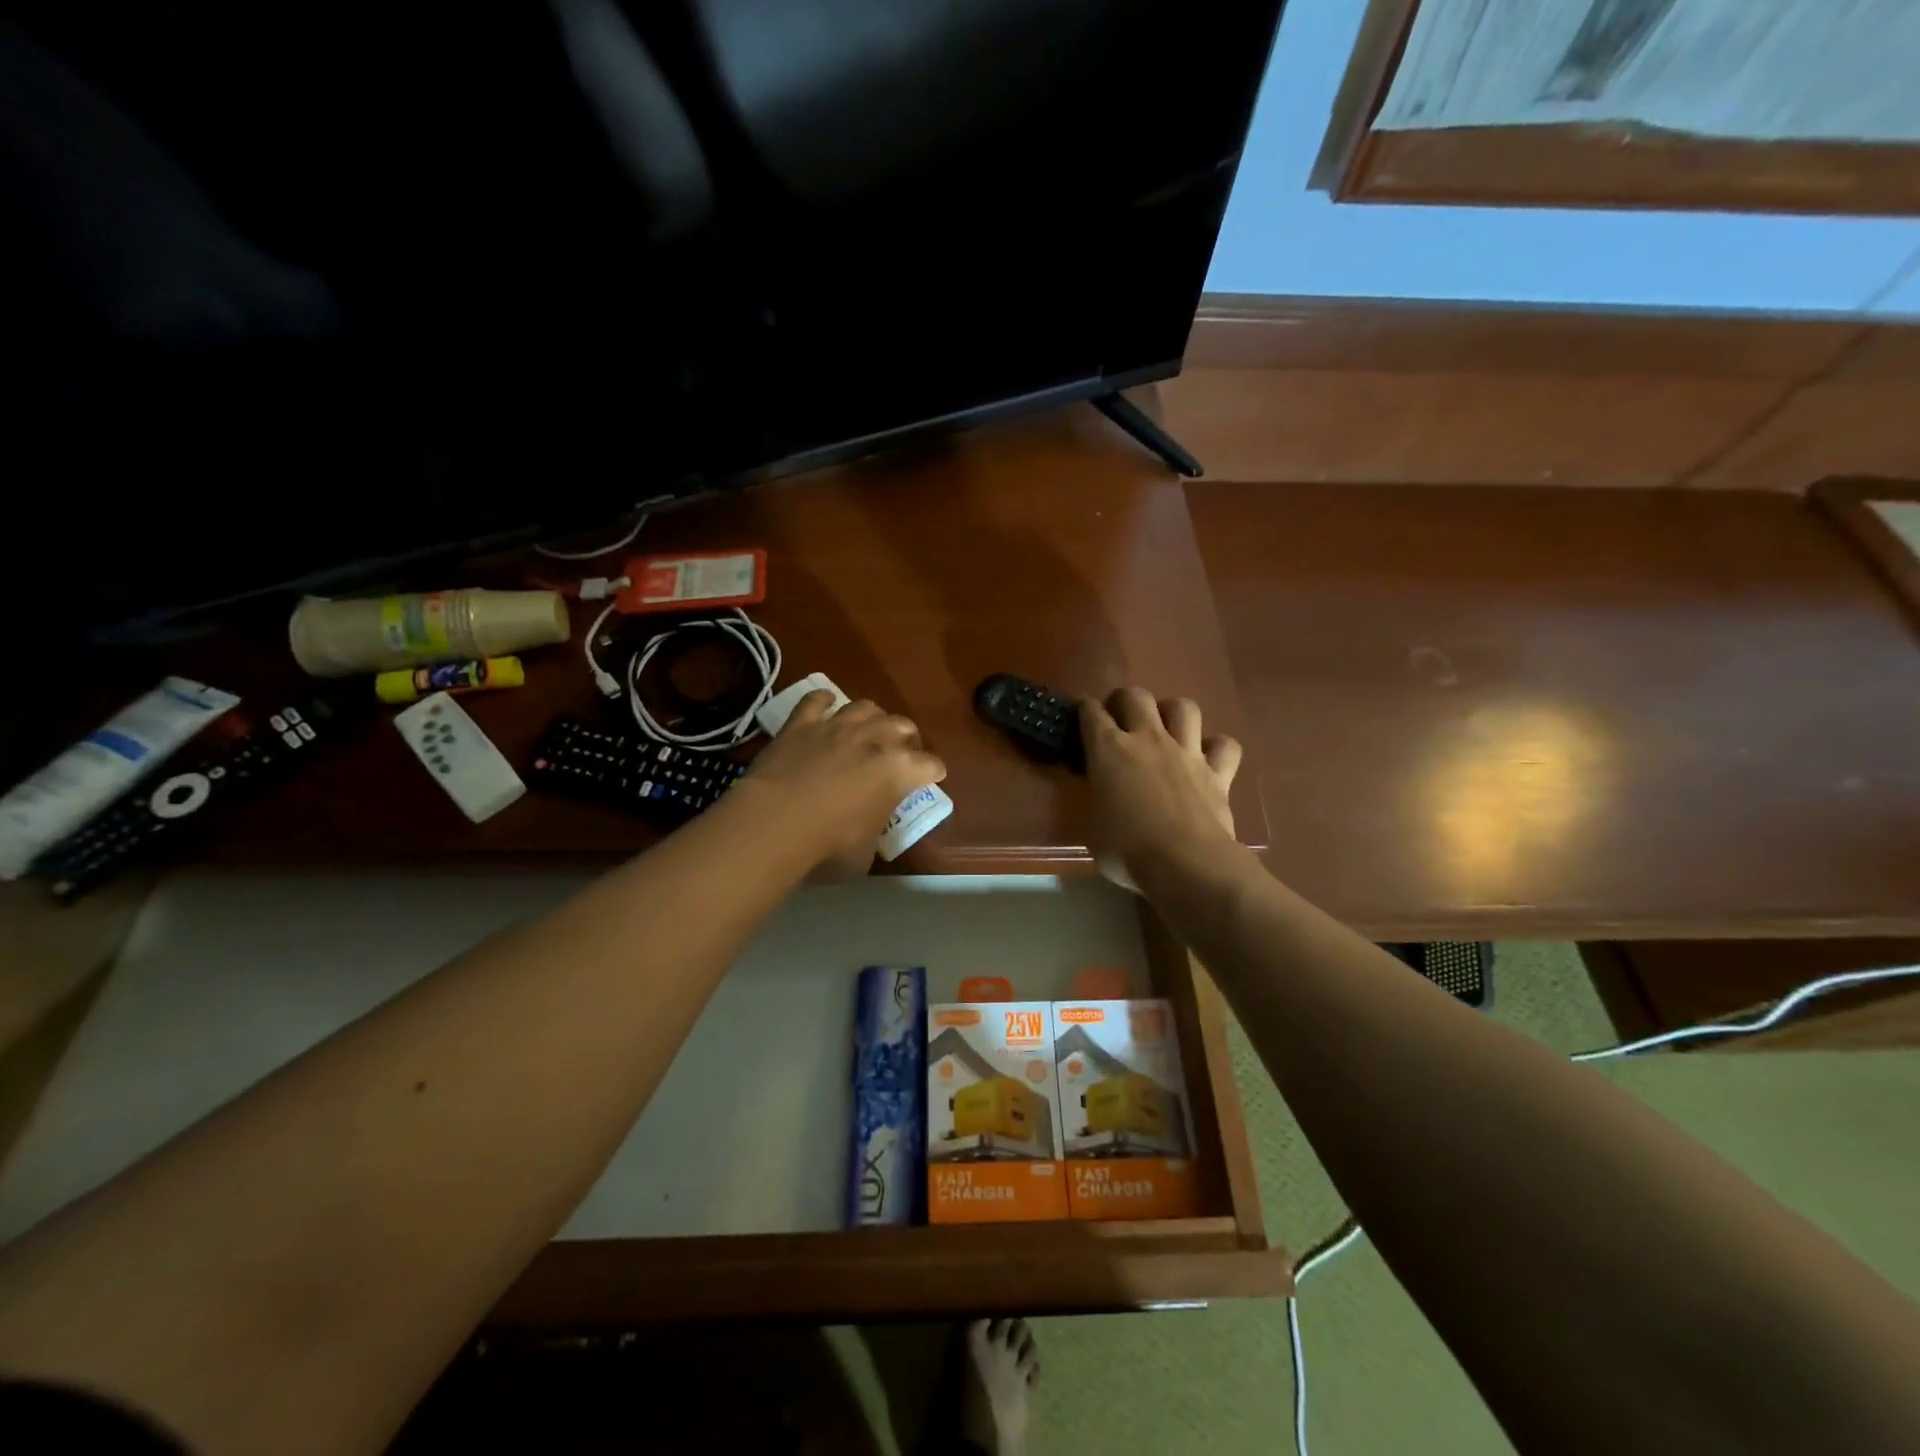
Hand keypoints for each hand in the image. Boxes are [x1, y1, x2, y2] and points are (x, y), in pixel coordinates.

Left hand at [741, 690, 945, 876]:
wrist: (775, 822)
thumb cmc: (828, 846)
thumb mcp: (865, 853)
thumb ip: (873, 831)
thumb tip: (867, 830)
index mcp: (899, 771)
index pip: (930, 765)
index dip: (933, 772)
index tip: (932, 777)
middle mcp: (874, 740)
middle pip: (903, 726)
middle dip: (907, 738)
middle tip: (901, 752)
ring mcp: (837, 727)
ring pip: (865, 707)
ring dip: (873, 717)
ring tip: (869, 729)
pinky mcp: (801, 724)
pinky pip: (816, 700)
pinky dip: (823, 700)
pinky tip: (825, 704)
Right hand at [1079, 688, 1241, 892]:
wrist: (1186, 864)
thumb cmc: (1127, 850)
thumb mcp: (1090, 826)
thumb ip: (1092, 799)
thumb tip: (1097, 794)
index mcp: (1109, 750)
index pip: (1090, 712)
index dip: (1083, 710)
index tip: (1080, 719)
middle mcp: (1148, 739)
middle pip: (1136, 696)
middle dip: (1124, 701)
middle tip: (1120, 719)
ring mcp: (1187, 752)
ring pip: (1183, 707)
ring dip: (1172, 713)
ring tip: (1165, 729)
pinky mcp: (1218, 772)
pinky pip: (1224, 745)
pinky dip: (1216, 748)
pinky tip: (1207, 758)